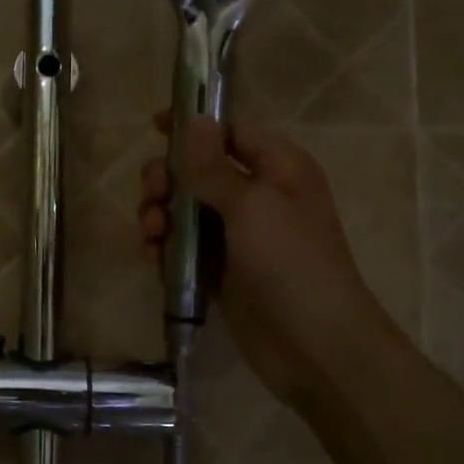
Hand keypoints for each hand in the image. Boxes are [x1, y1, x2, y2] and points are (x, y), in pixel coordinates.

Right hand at [137, 114, 395, 403]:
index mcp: (277, 169)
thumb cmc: (290, 262)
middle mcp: (256, 197)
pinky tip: (151, 259)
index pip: (230, 134)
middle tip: (151, 195)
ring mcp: (236, 237)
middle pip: (198, 172)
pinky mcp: (219, 272)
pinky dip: (164, 249)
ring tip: (151, 234)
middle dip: (167, 180)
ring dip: (160, 216)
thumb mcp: (251, 206)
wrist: (312, 345)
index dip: (193, 128)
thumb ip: (214, 166)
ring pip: (184, 212)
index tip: (154, 126)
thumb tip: (196, 119)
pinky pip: (183, 249)